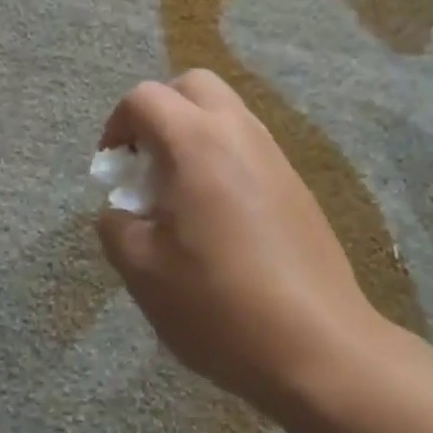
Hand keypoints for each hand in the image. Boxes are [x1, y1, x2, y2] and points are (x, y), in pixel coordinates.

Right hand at [95, 72, 391, 412]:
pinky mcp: (295, 182)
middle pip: (192, 84)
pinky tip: (218, 214)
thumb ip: (116, 227)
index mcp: (195, 141)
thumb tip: (121, 210)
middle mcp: (237, 131)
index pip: (144, 97)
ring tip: (180, 190)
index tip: (113, 170)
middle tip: (147, 160)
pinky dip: (222, 155)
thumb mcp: (143, 271)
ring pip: (225, 110)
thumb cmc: (219, 304)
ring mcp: (273, 154)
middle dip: (160, 109)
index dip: (116, 125)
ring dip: (193, 130)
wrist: (319, 348)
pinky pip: (248, 144)